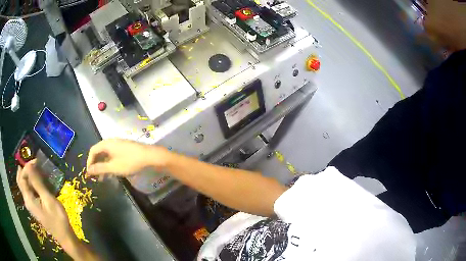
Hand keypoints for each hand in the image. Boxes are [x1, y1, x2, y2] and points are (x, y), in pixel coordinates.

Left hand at [16, 160, 74, 244]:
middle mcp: (27, 200)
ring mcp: (30, 204)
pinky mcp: (35, 206)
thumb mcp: (48, 200)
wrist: (65, 237)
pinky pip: (29, 190)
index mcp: (28, 199)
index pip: (21, 177)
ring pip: (25, 185)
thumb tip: (30, 164)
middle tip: (34, 162)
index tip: (36, 161)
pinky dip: (32, 182)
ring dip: (28, 175)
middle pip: (21, 180)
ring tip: (37, 170)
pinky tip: (39, 181)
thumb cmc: (58, 219)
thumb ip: (37, 183)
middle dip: (25, 169)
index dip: (26, 166)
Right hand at [86, 139, 170, 176]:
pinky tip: (112, 173)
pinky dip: (110, 164)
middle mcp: (111, 142)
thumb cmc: (129, 161)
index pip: (93, 150)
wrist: (150, 156)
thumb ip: (99, 168)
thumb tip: (88, 170)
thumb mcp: (113, 167)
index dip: (89, 162)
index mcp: (106, 144)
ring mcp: (119, 144)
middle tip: (95, 177)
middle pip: (99, 152)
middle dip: (96, 165)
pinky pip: (113, 156)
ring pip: (106, 155)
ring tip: (103, 178)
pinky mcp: (125, 149)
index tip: (89, 173)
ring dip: (103, 166)